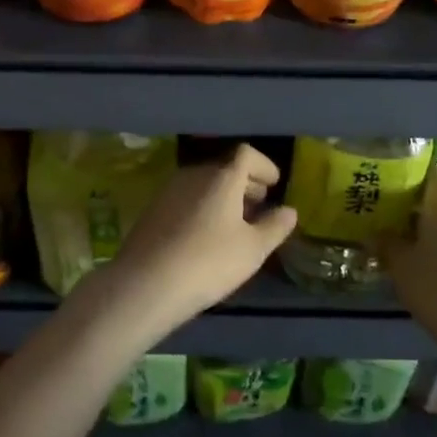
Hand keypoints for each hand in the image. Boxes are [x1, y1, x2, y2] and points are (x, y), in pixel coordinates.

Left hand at [103, 144, 297, 333]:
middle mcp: (195, 174)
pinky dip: (204, 205)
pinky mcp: (154, 208)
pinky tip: (208, 233)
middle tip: (260, 204)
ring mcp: (170, 189)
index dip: (264, 165)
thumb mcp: (253, 249)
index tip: (274, 184)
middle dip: (246, 182)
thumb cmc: (209, 262)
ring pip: (205, 183)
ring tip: (237, 222)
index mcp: (222, 177)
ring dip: (224, 195)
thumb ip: (274, 226)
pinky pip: (188, 197)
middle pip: (225, 167)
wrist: (147, 282)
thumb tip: (289, 210)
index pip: (246, 154)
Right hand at [381, 166, 436, 358]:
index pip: (432, 173)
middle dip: (415, 204)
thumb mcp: (400, 266)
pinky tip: (425, 264)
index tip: (391, 177)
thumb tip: (373, 233)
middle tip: (387, 213)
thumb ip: (385, 244)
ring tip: (402, 240)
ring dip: (428, 227)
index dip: (413, 171)